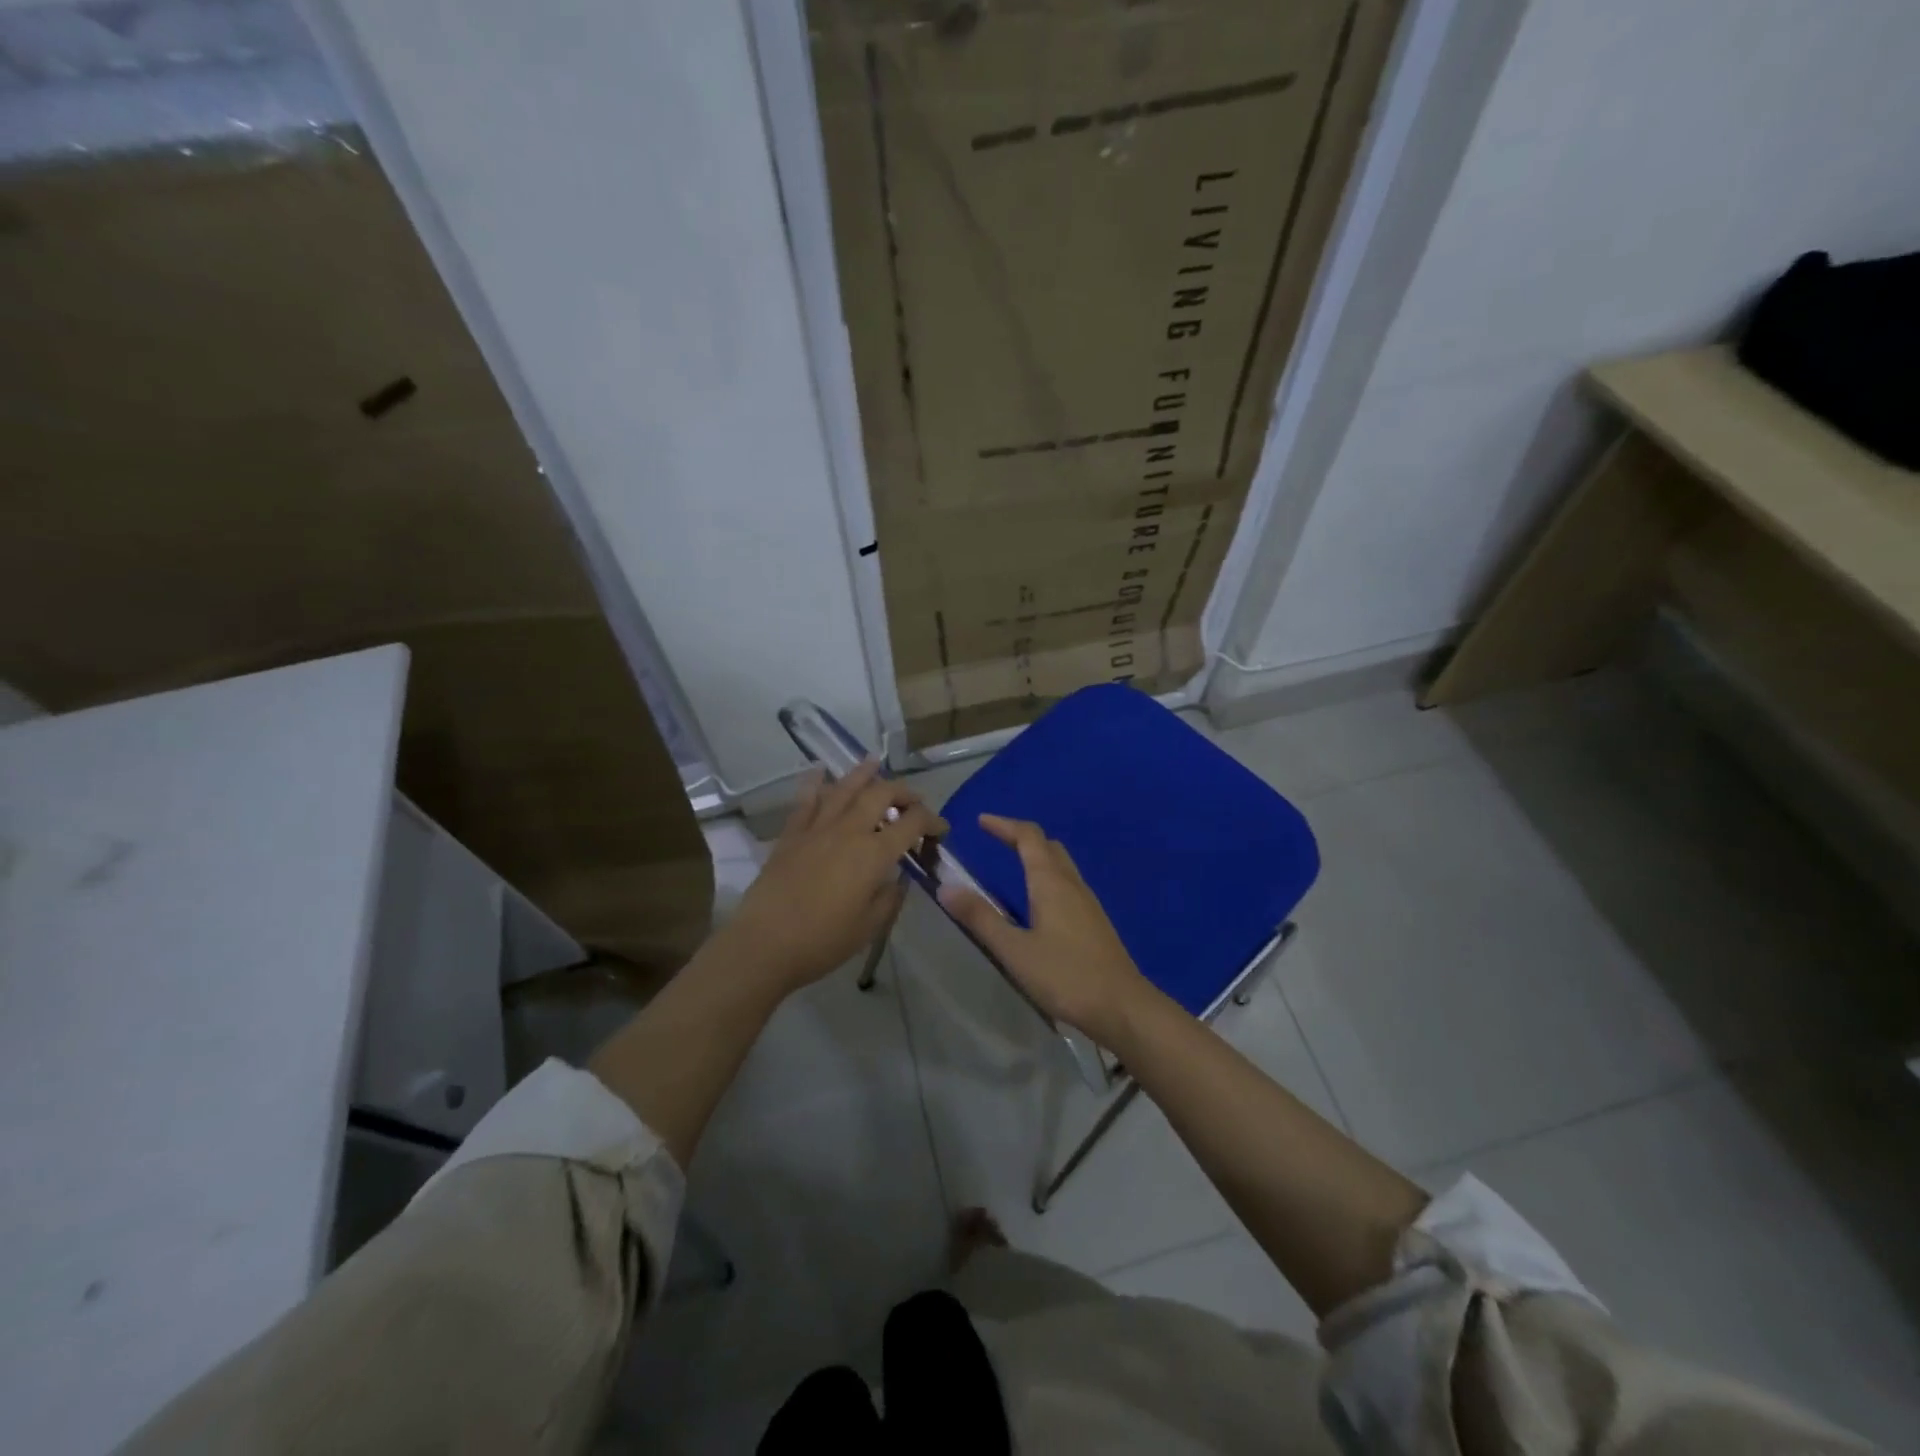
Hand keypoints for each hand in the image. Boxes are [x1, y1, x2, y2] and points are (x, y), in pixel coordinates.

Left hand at [718, 760, 945, 996]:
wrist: (764, 943)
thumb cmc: (823, 941)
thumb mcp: (870, 926)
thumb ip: (890, 897)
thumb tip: (897, 879)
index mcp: (874, 854)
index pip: (912, 823)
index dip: (932, 821)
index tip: (940, 829)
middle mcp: (849, 830)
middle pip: (881, 794)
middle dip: (903, 792)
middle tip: (913, 801)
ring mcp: (817, 828)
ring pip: (844, 788)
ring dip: (864, 773)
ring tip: (875, 762)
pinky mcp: (792, 834)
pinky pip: (806, 800)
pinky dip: (815, 782)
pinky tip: (819, 770)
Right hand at [938, 814, 1154, 1045]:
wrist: (1122, 1007)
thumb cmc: (1065, 976)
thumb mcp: (1014, 950)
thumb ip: (980, 918)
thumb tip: (946, 887)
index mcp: (1051, 882)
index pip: (1028, 836)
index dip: (1004, 825)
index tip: (981, 821)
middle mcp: (1072, 884)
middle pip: (1048, 846)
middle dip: (1021, 837)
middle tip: (996, 840)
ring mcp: (1088, 903)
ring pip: (1061, 865)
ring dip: (1037, 856)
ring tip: (1013, 866)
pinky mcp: (1095, 922)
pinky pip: (1068, 884)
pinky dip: (1048, 877)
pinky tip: (1039, 902)